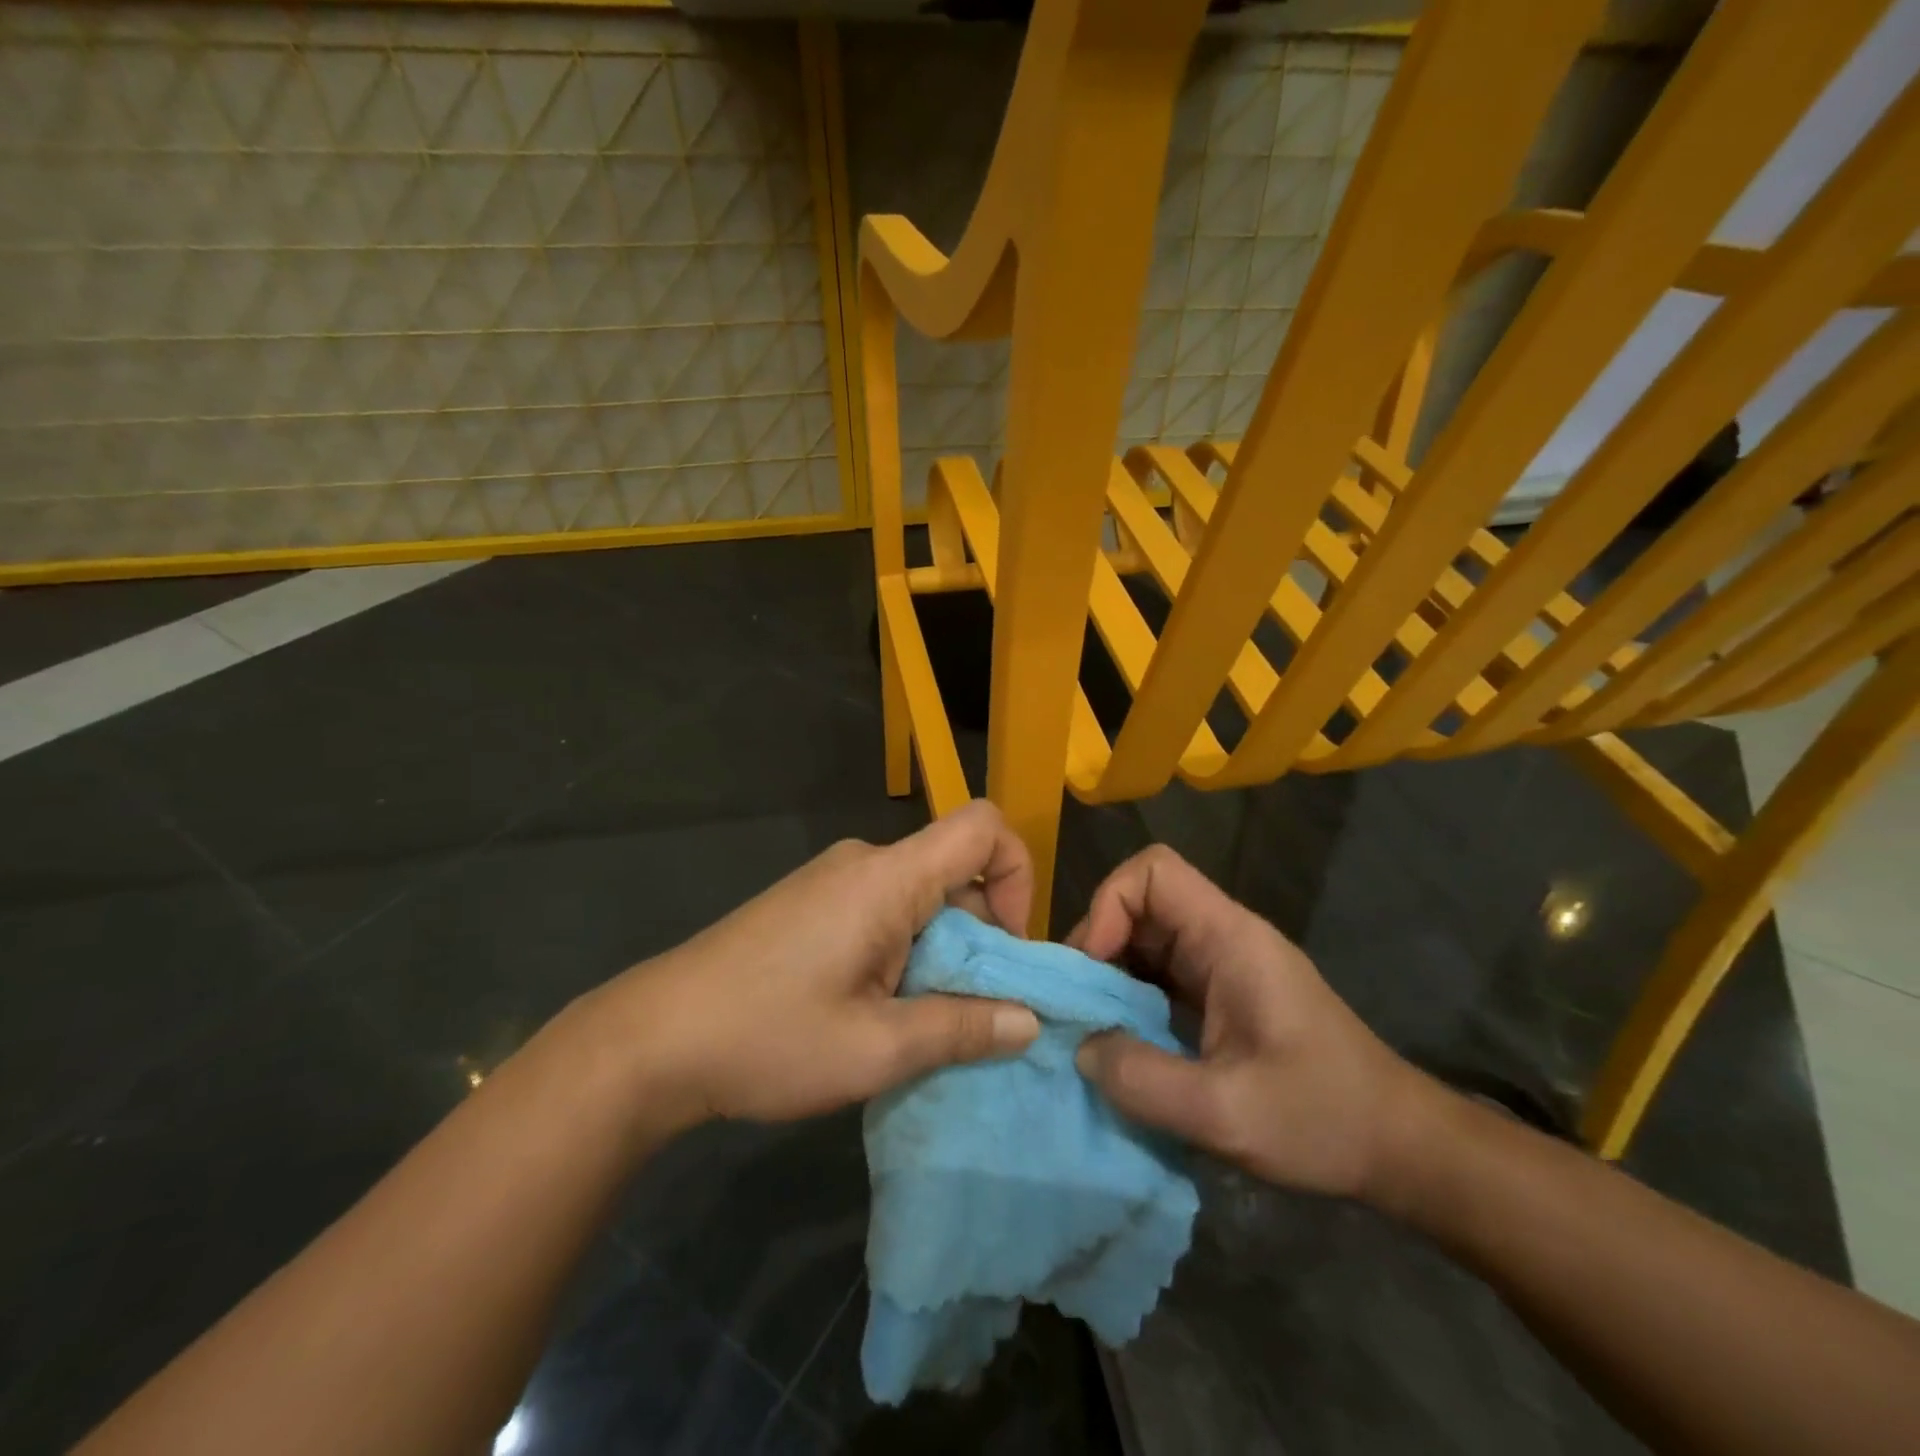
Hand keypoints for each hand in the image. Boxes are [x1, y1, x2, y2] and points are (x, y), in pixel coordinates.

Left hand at [594, 801, 1042, 1127]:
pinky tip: (874, 1009)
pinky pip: (882, 909)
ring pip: (919, 896)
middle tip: (969, 1011)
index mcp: (887, 878)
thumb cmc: (767, 1037)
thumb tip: (1030, 1020)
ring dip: (939, 951)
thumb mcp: (875, 1050)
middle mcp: (864, 862)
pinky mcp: (809, 903)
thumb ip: (961, 1029)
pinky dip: (903, 950)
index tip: (1008, 946)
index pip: (982, 827)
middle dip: (980, 935)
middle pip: (954, 870)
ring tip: (916, 1022)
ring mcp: (831, 880)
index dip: (1018, 872)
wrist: (651, 1039)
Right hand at [1068, 845, 1432, 1201]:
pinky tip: (1124, 1040)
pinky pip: (1161, 974)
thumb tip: (1080, 1047)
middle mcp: (1224, 938)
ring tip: (1092, 1025)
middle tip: (1077, 1005)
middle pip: (1142, 903)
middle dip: (1099, 946)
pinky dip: (1132, 997)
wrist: (1400, 1149)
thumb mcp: (1224, 1113)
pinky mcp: (1223, 995)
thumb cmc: (1323, 1120)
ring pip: (1146, 938)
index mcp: (1230, 939)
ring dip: (1112, 975)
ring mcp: (1224, 965)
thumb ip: (1142, 1080)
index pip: (1154, 872)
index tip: (1092, 968)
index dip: (1109, 905)